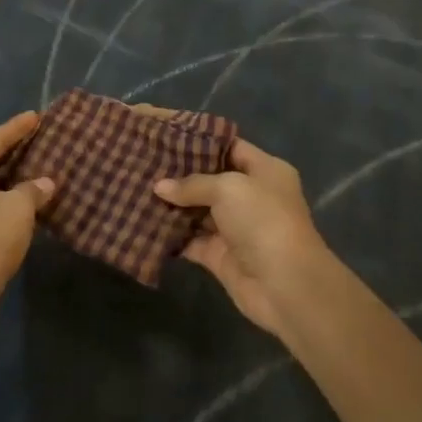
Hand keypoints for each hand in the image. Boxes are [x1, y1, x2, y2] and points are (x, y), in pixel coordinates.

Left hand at [0, 111, 54, 340]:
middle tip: (42, 138)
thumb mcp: (18, 208)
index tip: (36, 116)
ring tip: (42, 165)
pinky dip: (9, 197)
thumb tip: (45, 182)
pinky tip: (30, 197)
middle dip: (15, 150)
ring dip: (14, 176)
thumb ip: (33, 189)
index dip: (17, 127)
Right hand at [153, 133, 331, 337]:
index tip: (166, 137)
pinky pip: (190, 240)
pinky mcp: (220, 255)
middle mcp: (251, 196)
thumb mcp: (228, 188)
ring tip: (137, 189)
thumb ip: (192, 184)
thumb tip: (159, 187)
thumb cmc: (263, 221)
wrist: (284, 284)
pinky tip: (143, 222)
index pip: (230, 147)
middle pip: (210, 180)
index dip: (201, 141)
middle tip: (144, 163)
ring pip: (197, 211)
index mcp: (265, 171)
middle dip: (179, 174)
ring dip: (171, 204)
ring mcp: (235, 228)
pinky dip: (171, 235)